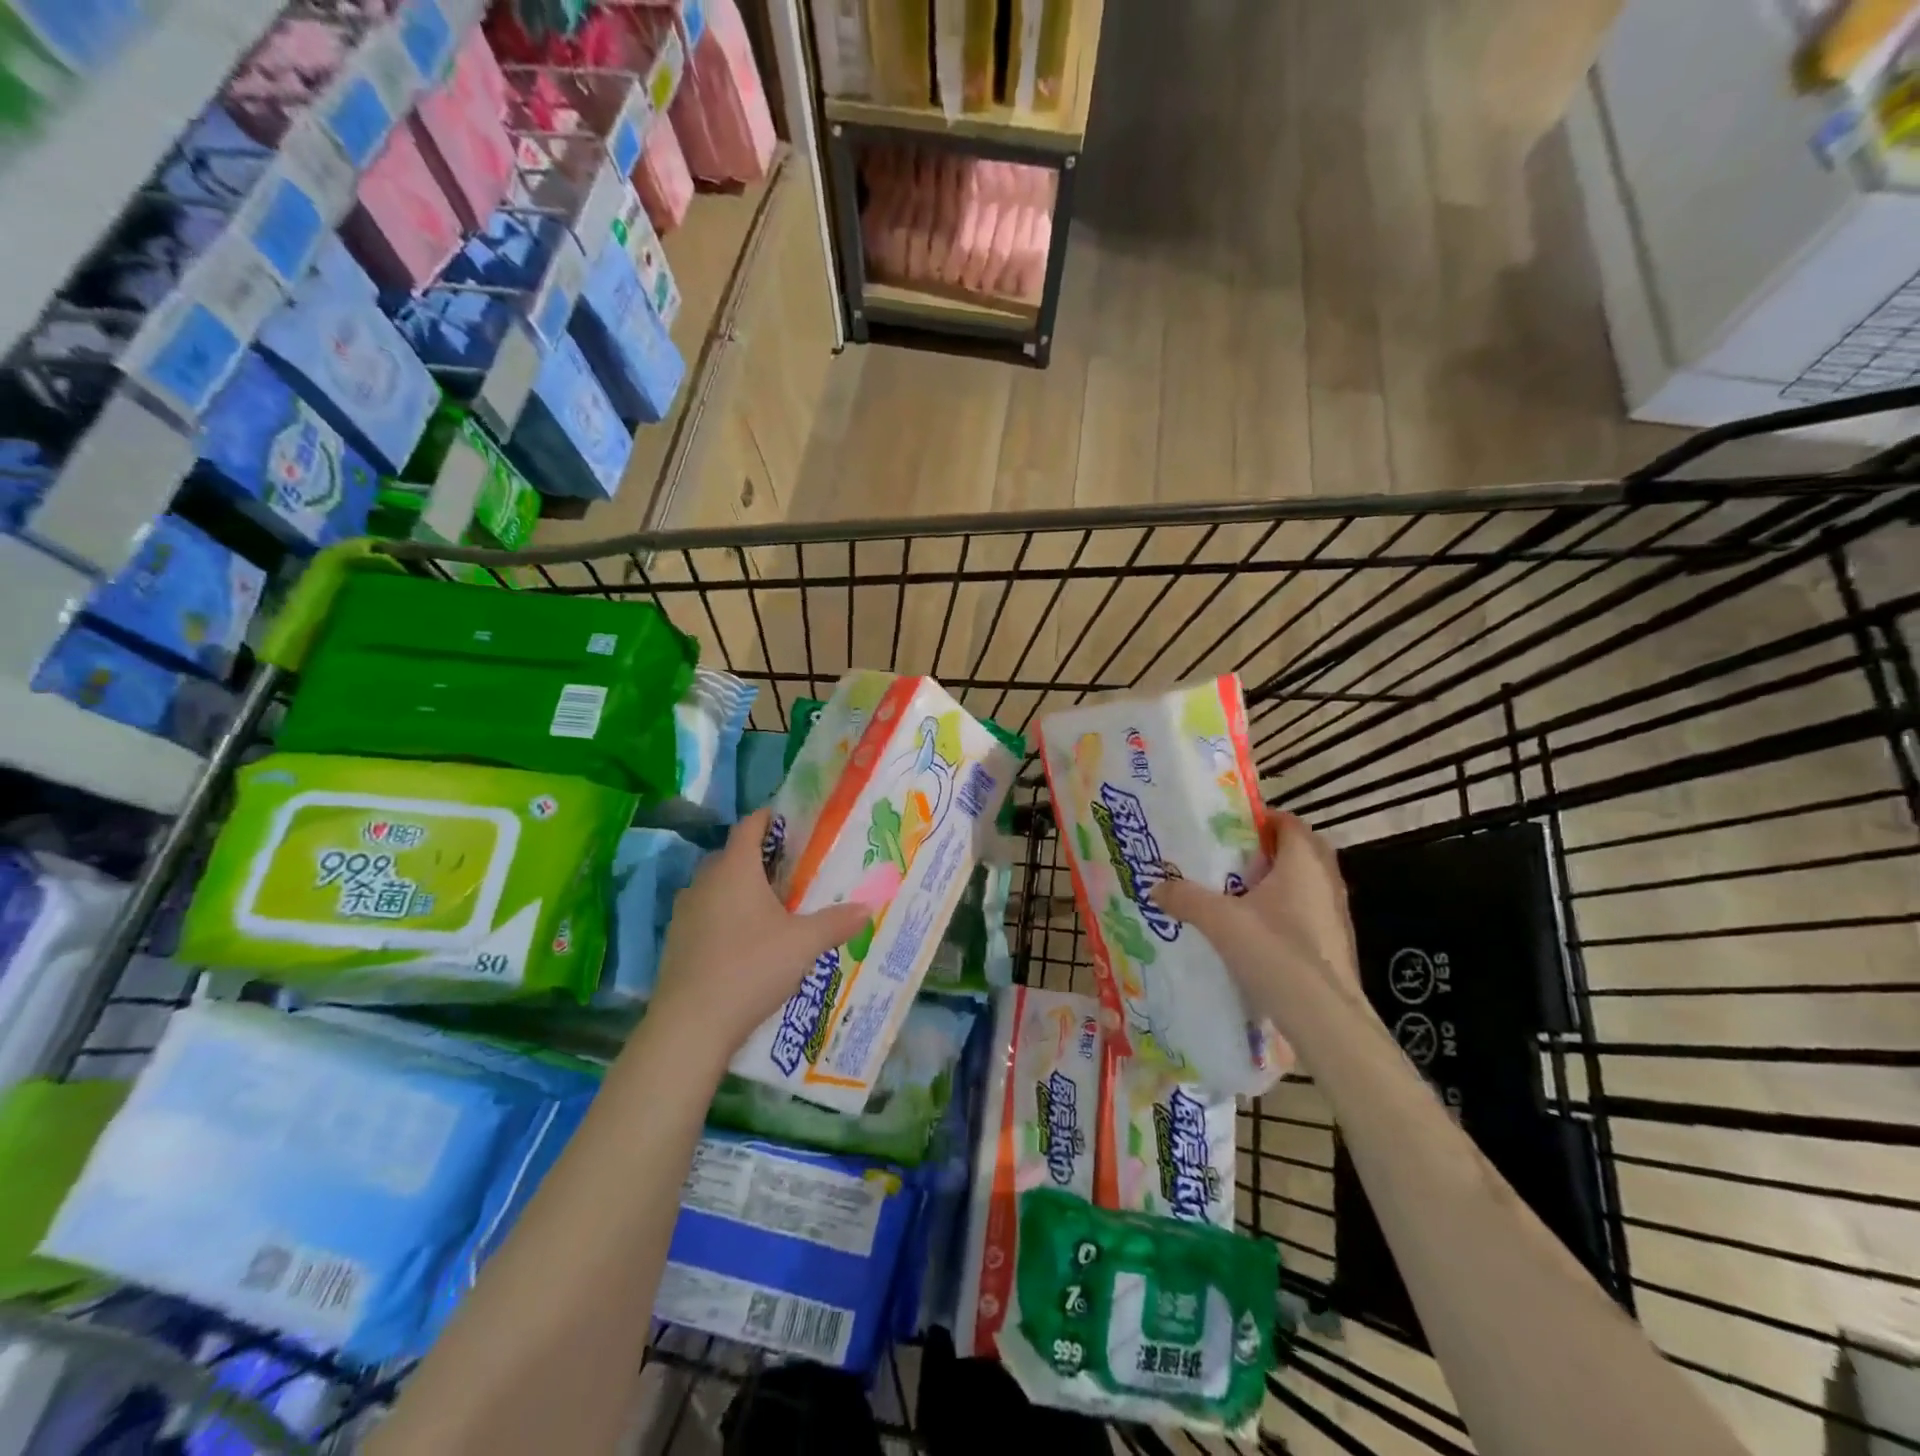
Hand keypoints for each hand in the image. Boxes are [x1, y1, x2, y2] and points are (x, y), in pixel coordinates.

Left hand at [647, 808, 870, 1063]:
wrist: (691, 1024)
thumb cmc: (752, 967)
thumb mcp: (804, 943)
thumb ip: (837, 922)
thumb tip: (868, 907)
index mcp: (735, 869)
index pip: (749, 827)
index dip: (769, 818)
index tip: (790, 821)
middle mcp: (705, 882)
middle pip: (731, 856)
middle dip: (759, 857)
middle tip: (791, 868)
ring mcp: (685, 912)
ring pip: (716, 886)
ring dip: (740, 888)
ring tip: (772, 904)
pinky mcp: (677, 941)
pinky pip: (706, 914)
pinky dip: (725, 915)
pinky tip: (746, 940)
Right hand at [1150, 812, 1359, 1004]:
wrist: (1324, 1017)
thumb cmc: (1274, 951)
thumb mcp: (1218, 920)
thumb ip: (1186, 898)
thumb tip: (1155, 886)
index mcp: (1302, 861)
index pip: (1288, 822)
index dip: (1261, 819)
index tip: (1231, 827)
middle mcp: (1327, 880)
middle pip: (1301, 850)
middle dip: (1270, 850)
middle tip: (1234, 859)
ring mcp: (1337, 914)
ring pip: (1307, 883)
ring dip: (1280, 883)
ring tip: (1241, 894)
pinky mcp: (1338, 944)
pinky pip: (1310, 913)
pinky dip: (1288, 912)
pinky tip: (1261, 932)